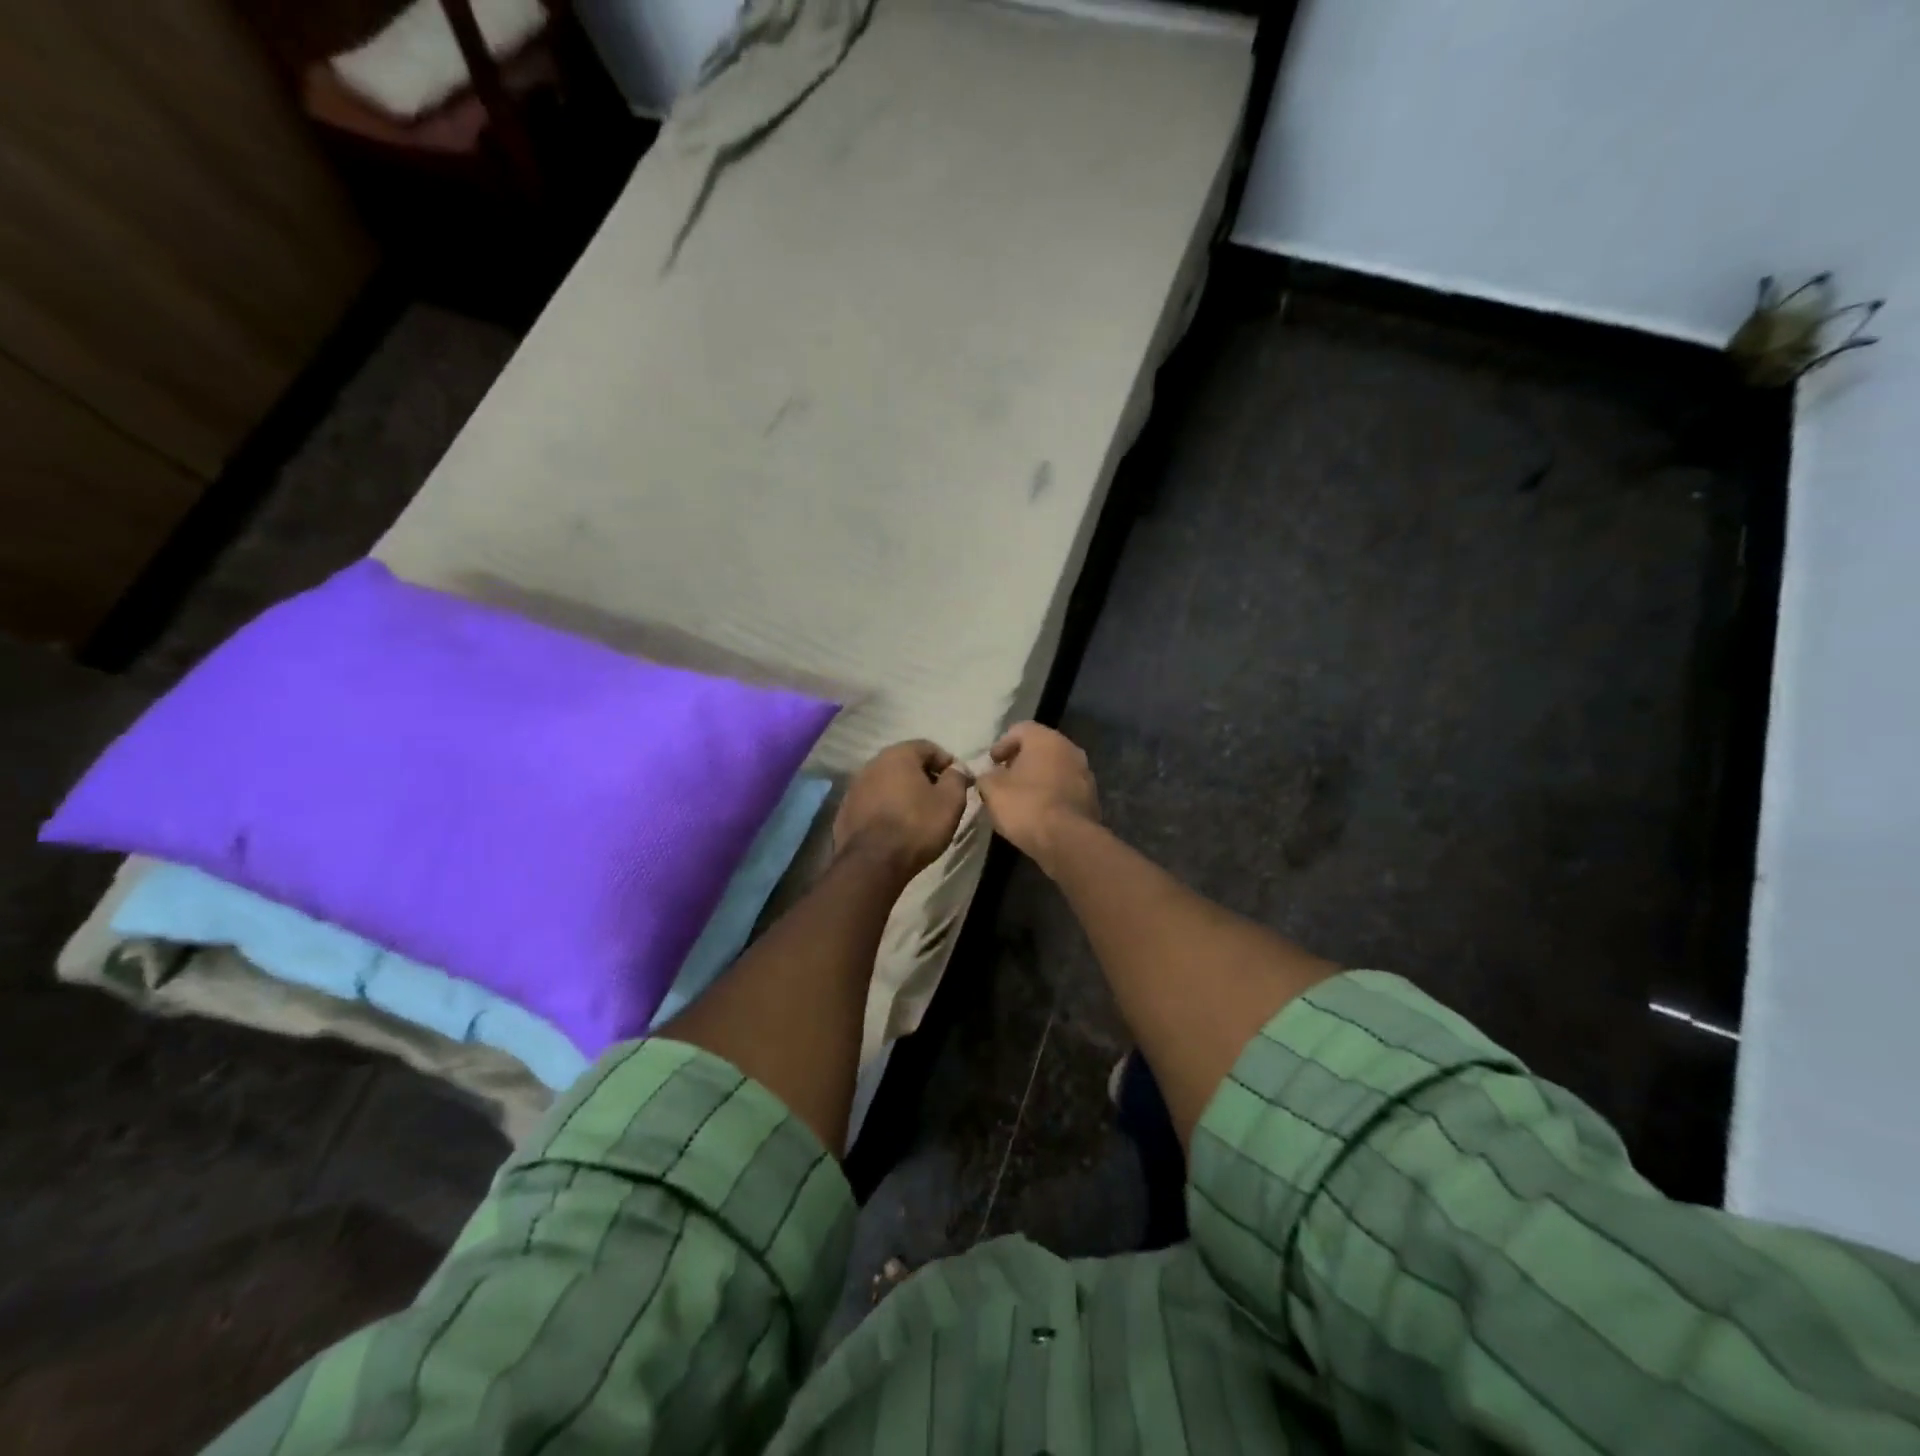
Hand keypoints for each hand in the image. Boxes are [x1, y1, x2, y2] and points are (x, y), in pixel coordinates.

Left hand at [834, 740, 969, 879]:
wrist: (872, 863)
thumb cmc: (917, 826)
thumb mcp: (950, 801)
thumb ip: (957, 778)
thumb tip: (956, 769)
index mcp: (898, 755)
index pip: (929, 747)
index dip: (948, 763)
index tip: (959, 782)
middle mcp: (872, 764)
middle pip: (905, 763)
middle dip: (924, 777)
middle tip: (940, 798)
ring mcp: (854, 787)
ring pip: (887, 782)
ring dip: (903, 792)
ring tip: (918, 814)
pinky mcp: (846, 810)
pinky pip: (873, 802)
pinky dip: (886, 808)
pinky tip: (895, 827)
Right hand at [976, 721, 1099, 868]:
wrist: (1067, 840)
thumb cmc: (1026, 805)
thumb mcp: (992, 790)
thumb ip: (986, 777)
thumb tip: (988, 776)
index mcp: (1046, 739)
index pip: (1021, 729)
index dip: (1002, 744)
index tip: (991, 762)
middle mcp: (1070, 749)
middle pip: (1040, 748)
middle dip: (1020, 761)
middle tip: (1003, 778)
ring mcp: (1085, 774)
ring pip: (1055, 768)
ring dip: (1037, 778)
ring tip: (1019, 797)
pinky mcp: (1091, 798)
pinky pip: (1065, 788)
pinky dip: (1050, 794)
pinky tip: (1037, 811)